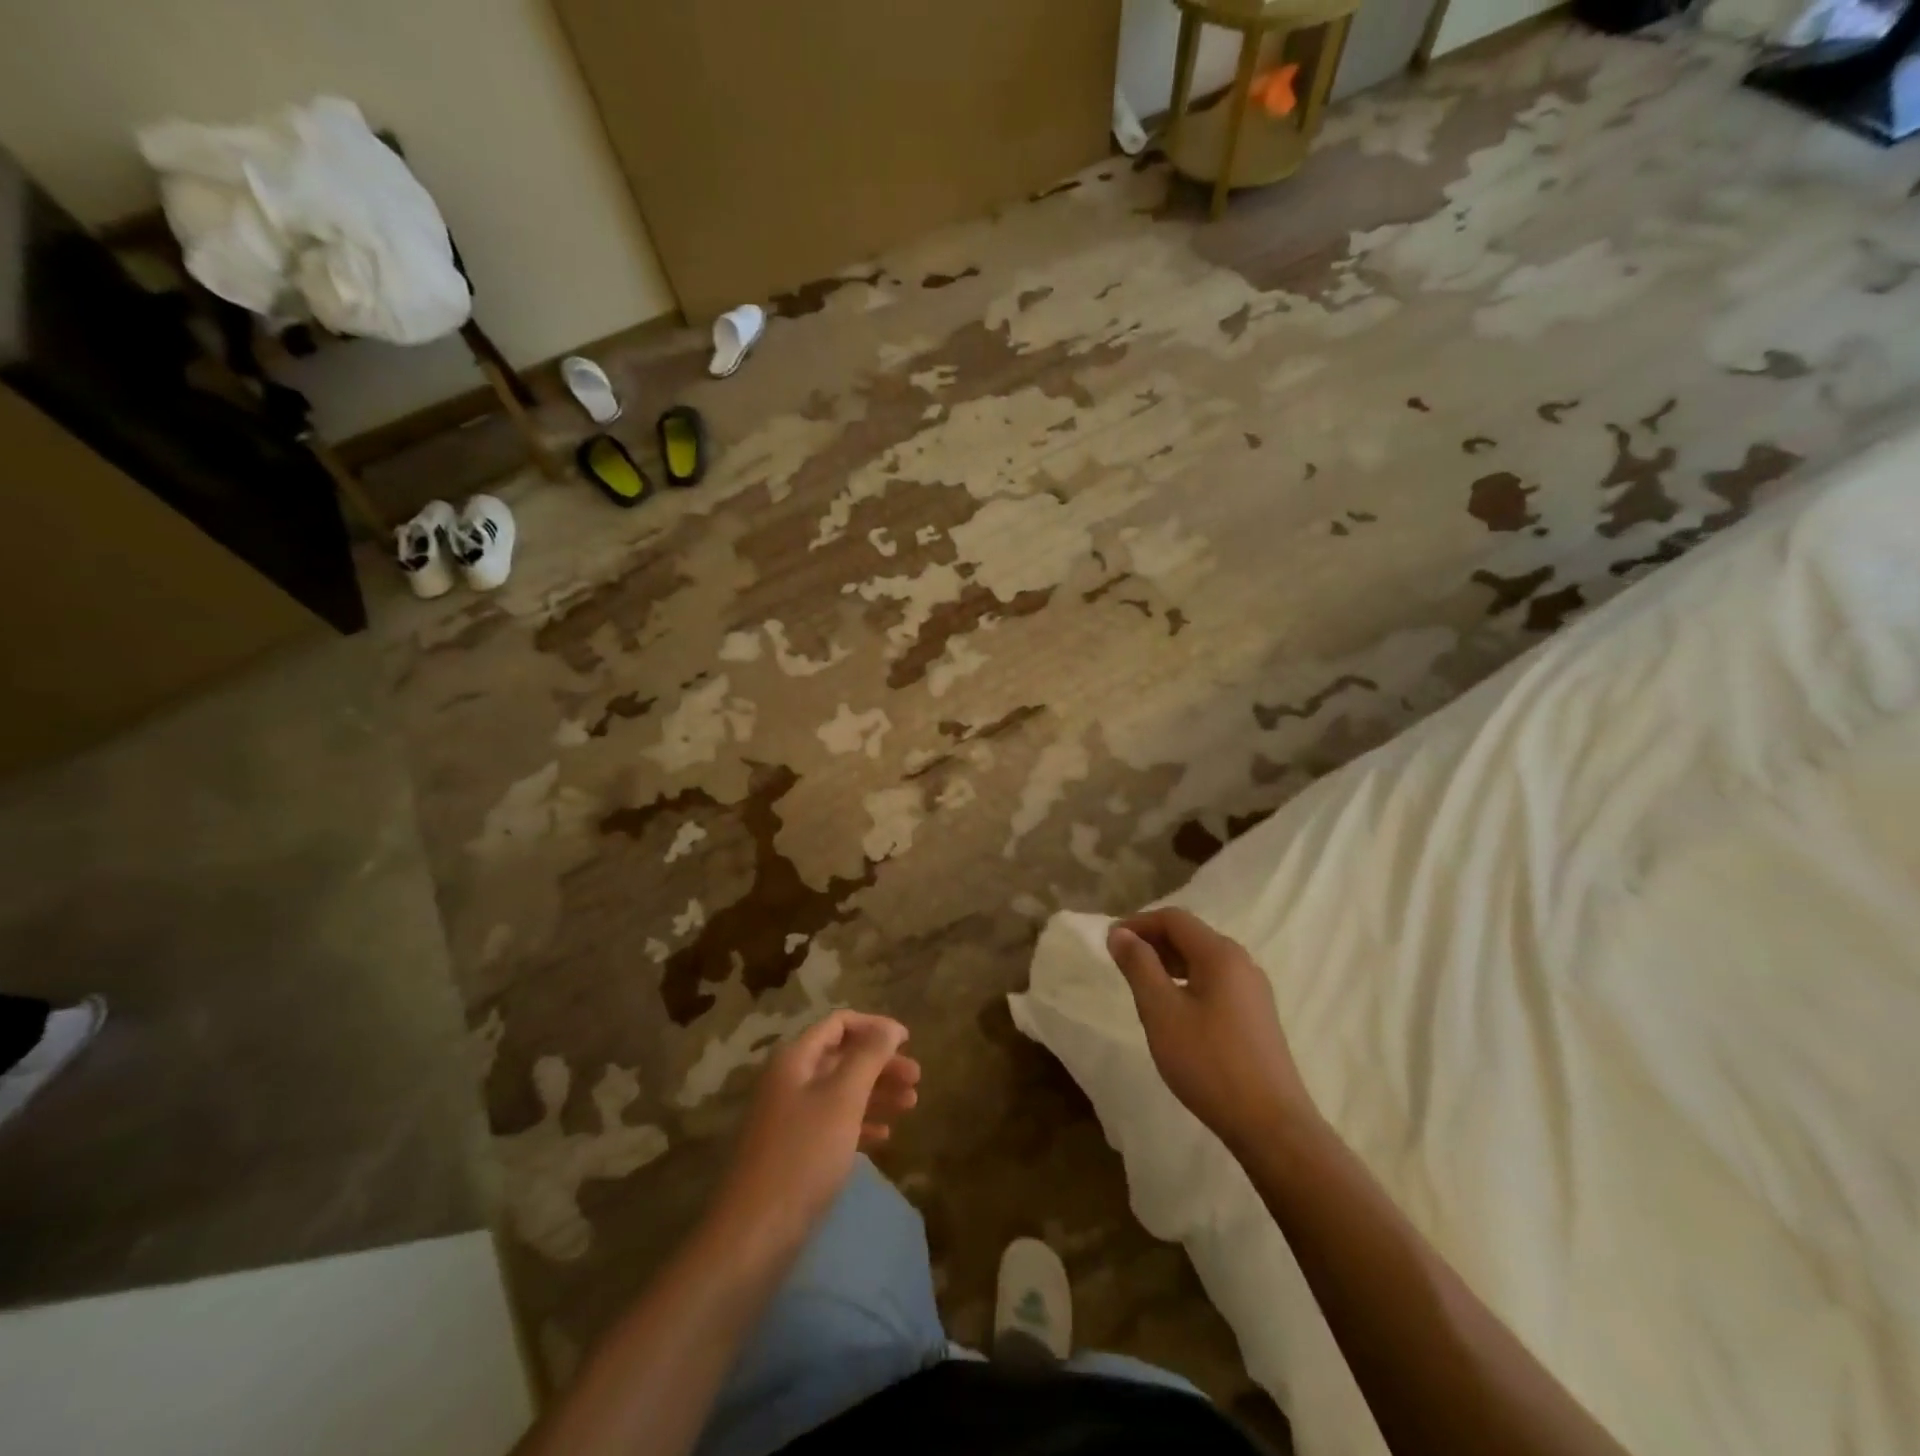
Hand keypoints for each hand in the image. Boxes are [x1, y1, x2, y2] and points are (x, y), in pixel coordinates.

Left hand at [711, 1010, 919, 1251]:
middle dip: (881, 1064)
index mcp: (795, 1059)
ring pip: (841, 1091)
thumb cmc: (804, 1154)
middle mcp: (789, 1080)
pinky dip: (860, 1123)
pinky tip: (885, 1136)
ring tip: (911, 1104)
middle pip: (842, 1057)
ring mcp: (789, 1116)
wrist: (755, 1234)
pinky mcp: (794, 1150)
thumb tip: (890, 1027)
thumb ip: (869, 1056)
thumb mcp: (843, 1098)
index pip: (839, 1024)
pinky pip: (833, 1123)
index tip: (908, 1041)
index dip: (875, 1027)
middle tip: (917, 1078)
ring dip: (876, 1093)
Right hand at [1108, 908, 1316, 1154]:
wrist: (1271, 1125)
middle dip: (1152, 942)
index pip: (1174, 919)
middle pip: (1190, 936)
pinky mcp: (1257, 1016)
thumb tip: (1120, 933)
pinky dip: (1187, 983)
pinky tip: (1174, 1011)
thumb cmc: (1209, 1062)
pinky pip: (1215, 982)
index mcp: (1220, 954)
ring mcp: (1254, 990)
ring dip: (1169, 963)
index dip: (1138, 923)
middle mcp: (1242, 963)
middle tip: (1121, 964)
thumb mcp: (1162, 1012)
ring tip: (1142, 986)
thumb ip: (1139, 966)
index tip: (1109, 942)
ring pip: (1203, 960)